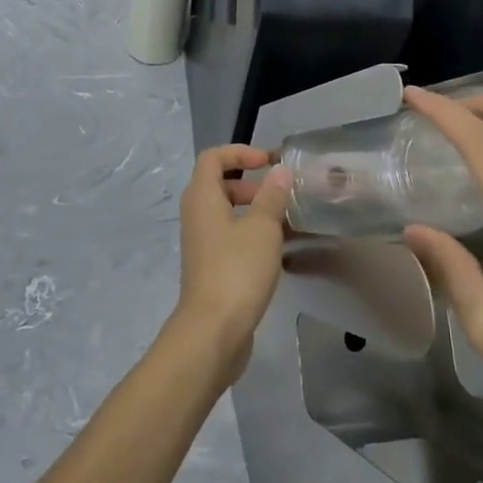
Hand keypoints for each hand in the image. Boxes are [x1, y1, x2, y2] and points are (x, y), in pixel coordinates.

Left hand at [172, 145, 292, 384]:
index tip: (268, 161)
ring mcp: (201, 242)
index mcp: (202, 197)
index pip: (213, 157)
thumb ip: (272, 196)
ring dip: (254, 210)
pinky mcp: (210, 266)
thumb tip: (280, 170)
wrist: (213, 331)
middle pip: (219, 184)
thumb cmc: (237, 270)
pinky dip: (251, 234)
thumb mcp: (262, 228)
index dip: (240, 152)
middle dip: (250, 183)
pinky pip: (230, 236)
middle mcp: (196, 215)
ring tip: (286, 221)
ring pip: (226, 213)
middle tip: (279, 194)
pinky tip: (278, 250)